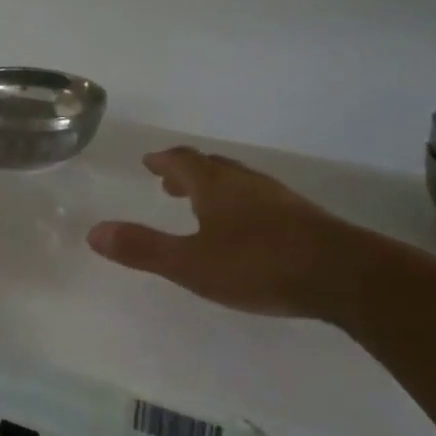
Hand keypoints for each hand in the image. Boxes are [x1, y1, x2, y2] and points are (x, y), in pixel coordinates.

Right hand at [88, 148, 376, 320]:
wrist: (342, 275)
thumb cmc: (258, 264)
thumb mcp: (191, 263)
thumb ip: (144, 248)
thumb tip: (94, 232)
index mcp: (215, 186)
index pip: (183, 161)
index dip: (164, 161)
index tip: (150, 162)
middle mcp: (245, 183)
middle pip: (211, 167)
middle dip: (187, 172)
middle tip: (169, 182)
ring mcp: (278, 198)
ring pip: (237, 182)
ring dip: (214, 187)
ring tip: (201, 204)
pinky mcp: (302, 218)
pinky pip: (259, 200)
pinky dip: (239, 203)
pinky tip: (245, 229)